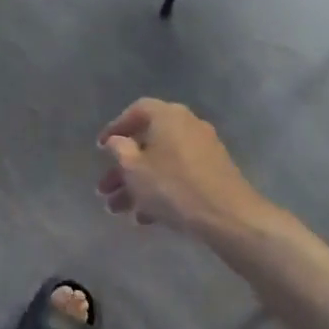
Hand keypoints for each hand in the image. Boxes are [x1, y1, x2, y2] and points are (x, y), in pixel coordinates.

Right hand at [96, 98, 268, 235]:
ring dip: (137, 185)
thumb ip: (119, 149)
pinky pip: (178, 177)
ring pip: (161, 164)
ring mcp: (203, 150)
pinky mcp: (213, 174)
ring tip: (117, 210)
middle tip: (103, 189)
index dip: (116, 128)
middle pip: (147, 143)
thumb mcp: (134, 168)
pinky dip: (159, 191)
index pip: (137, 111)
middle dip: (122, 169)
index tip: (101, 149)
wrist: (227, 216)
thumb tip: (117, 140)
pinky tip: (144, 217)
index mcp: (168, 116)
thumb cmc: (173, 187)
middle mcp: (188, 126)